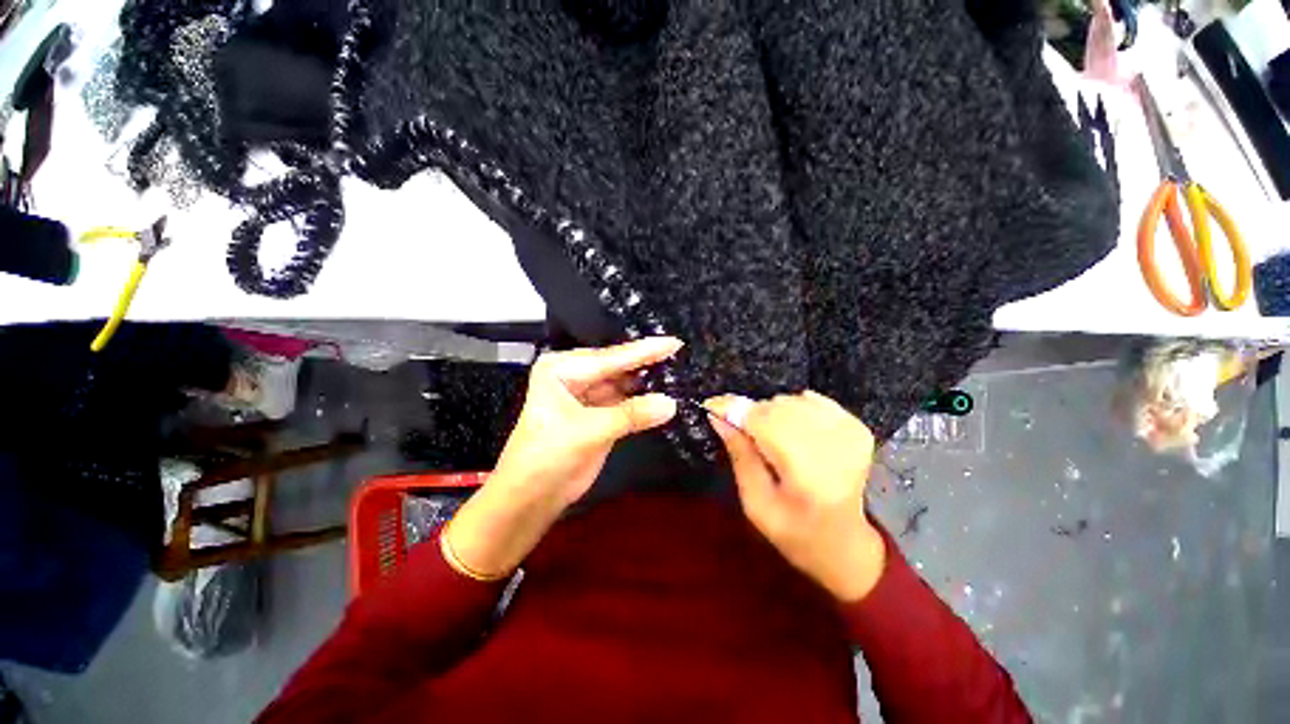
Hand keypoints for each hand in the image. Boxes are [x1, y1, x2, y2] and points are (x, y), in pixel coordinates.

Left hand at [444, 337, 681, 579]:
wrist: (531, 497)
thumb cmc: (547, 457)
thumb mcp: (587, 432)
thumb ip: (630, 415)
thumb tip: (671, 403)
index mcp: (562, 368)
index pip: (609, 357)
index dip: (643, 351)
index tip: (674, 342)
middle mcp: (575, 375)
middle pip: (618, 367)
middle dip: (646, 363)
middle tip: (680, 353)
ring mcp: (588, 395)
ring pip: (623, 384)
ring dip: (647, 382)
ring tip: (679, 370)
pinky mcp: (599, 414)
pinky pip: (626, 402)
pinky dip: (644, 401)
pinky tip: (665, 394)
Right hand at [706, 391, 885, 601]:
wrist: (846, 544)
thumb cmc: (795, 533)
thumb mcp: (755, 504)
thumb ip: (739, 456)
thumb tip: (718, 417)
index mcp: (808, 475)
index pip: (764, 423)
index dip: (734, 409)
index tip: (710, 405)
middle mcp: (834, 447)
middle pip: (776, 407)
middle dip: (751, 415)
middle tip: (742, 433)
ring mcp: (850, 433)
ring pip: (790, 400)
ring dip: (771, 413)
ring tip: (771, 440)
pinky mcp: (857, 427)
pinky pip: (811, 399)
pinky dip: (794, 408)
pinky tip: (794, 432)